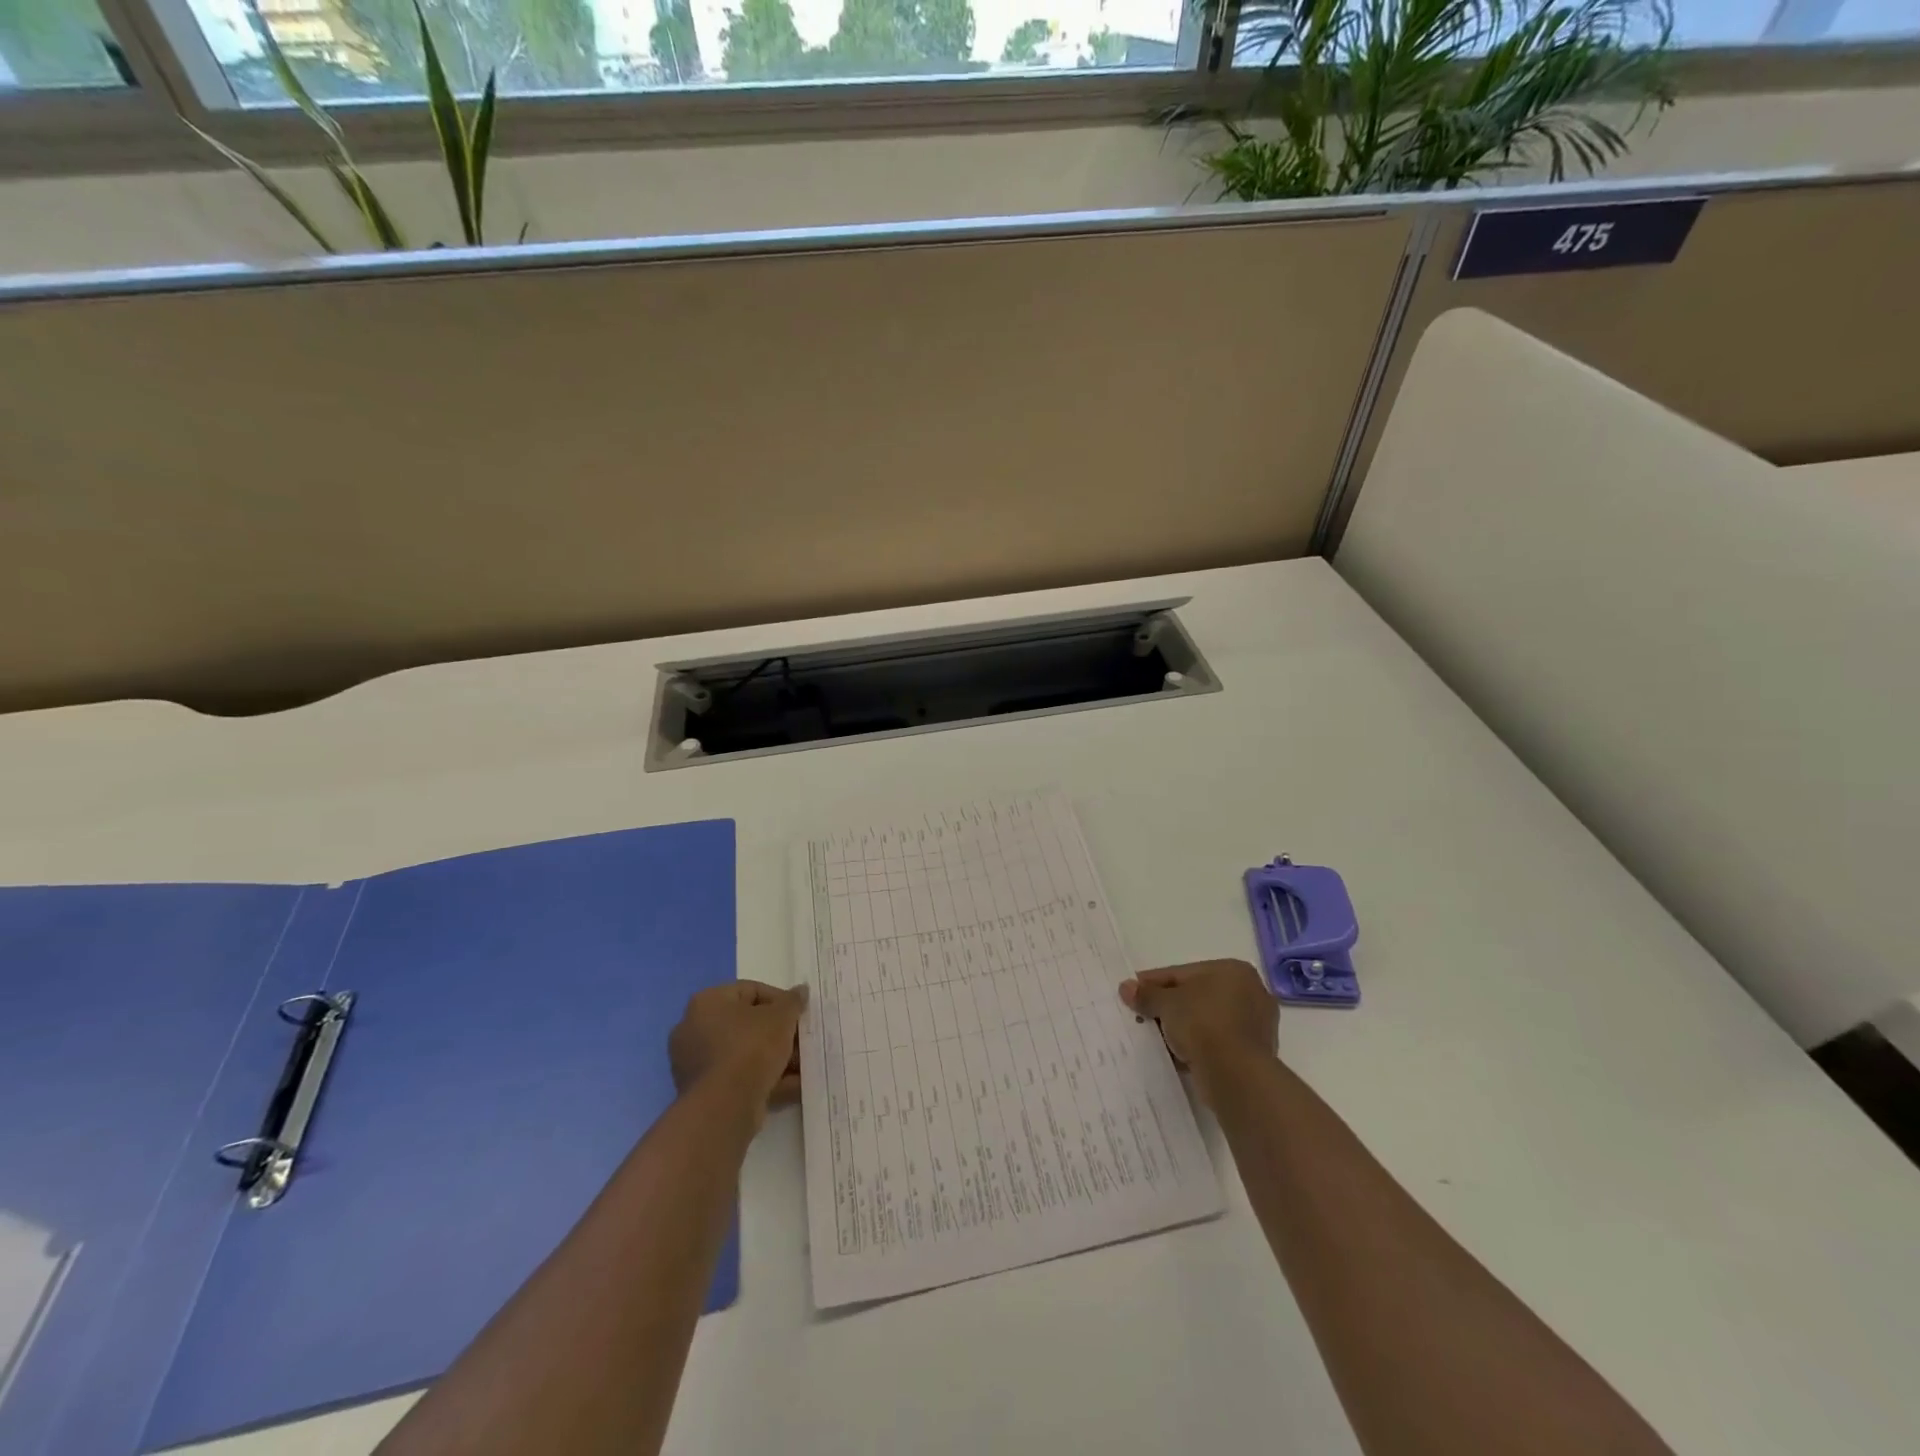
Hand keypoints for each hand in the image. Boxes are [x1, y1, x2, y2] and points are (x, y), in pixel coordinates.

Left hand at [668, 981, 807, 1122]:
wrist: (725, 1108)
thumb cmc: (750, 1048)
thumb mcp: (781, 1017)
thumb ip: (793, 1001)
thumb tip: (800, 991)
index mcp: (707, 1002)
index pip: (750, 990)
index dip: (780, 1000)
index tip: (798, 1014)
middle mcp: (694, 1029)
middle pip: (747, 1024)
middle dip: (778, 1033)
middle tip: (801, 1040)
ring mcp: (696, 1064)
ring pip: (745, 1054)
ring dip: (775, 1058)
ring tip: (803, 1066)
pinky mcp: (704, 1093)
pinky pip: (739, 1078)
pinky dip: (765, 1079)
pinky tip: (794, 1086)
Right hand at [1119, 959, 1277, 1102]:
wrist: (1236, 1074)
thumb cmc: (1202, 1023)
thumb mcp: (1166, 1003)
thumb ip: (1146, 994)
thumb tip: (1126, 987)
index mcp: (1233, 970)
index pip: (1183, 973)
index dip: (1154, 982)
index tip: (1132, 992)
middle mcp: (1251, 992)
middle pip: (1197, 996)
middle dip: (1169, 1006)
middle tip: (1142, 1014)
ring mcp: (1256, 1025)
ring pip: (1207, 1021)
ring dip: (1183, 1028)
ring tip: (1156, 1037)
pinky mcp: (1254, 1054)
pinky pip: (1217, 1042)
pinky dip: (1197, 1046)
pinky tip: (1176, 1054)